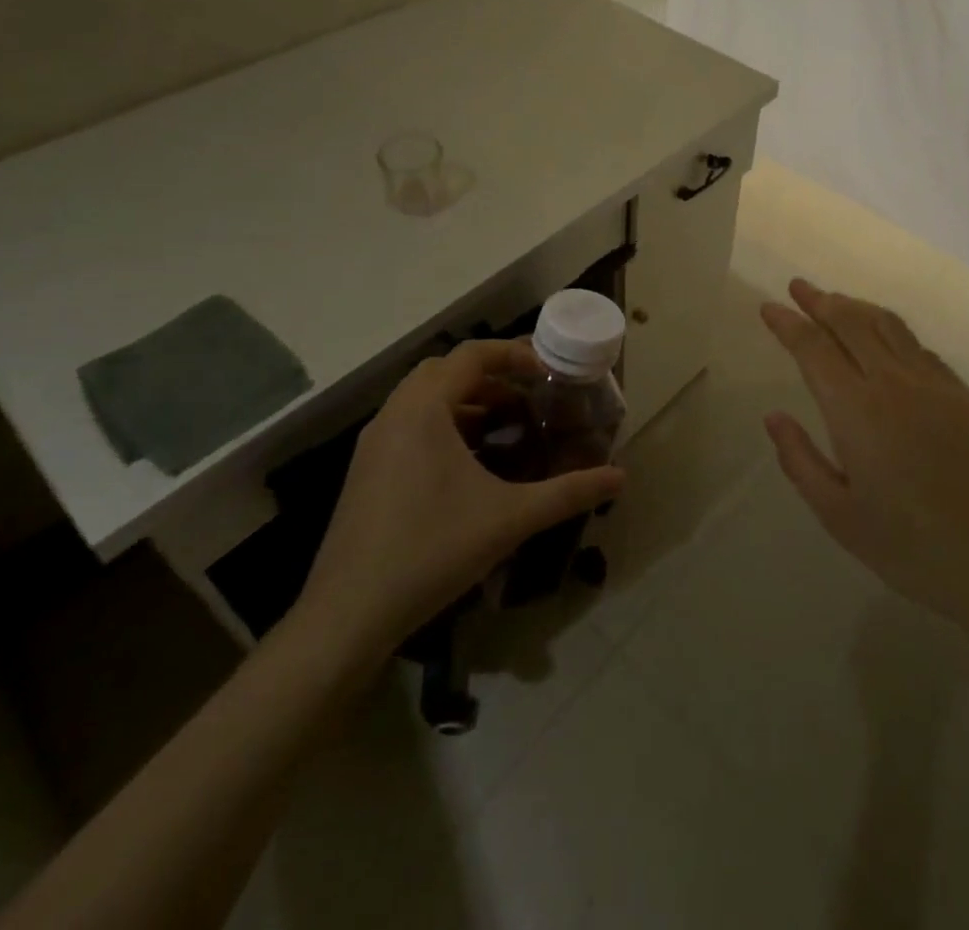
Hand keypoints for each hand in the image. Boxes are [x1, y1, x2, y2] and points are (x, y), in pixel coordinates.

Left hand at [296, 339, 624, 658]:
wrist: (348, 614)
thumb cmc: (432, 549)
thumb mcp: (509, 518)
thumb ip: (568, 492)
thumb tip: (620, 477)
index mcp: (423, 410)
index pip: (471, 355)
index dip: (513, 356)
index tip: (547, 375)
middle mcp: (393, 415)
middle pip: (445, 370)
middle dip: (490, 377)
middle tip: (527, 399)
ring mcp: (374, 444)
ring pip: (424, 399)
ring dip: (466, 401)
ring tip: (505, 428)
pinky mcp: (366, 471)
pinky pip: (410, 426)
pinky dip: (444, 426)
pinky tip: (470, 465)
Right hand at [760, 279, 968, 638]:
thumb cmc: (912, 547)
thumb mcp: (839, 516)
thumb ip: (800, 460)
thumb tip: (774, 416)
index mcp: (856, 411)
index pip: (814, 348)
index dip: (788, 323)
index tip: (769, 306)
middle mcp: (893, 383)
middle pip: (851, 323)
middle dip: (820, 300)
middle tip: (798, 286)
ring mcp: (934, 384)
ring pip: (888, 326)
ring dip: (856, 307)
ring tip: (835, 301)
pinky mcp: (964, 395)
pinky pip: (919, 348)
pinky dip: (892, 332)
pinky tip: (885, 340)